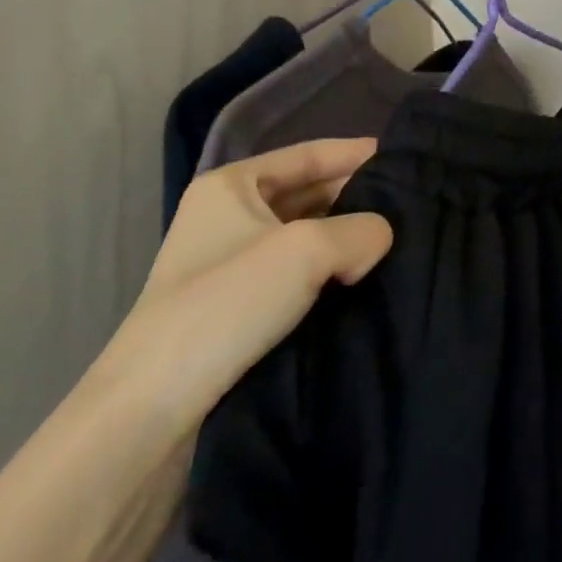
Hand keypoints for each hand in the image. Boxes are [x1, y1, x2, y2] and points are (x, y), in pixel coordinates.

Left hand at [108, 137, 393, 427]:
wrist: (152, 409)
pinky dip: (329, 271)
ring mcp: (229, 264)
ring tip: (395, 241)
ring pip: (304, 235)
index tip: (403, 157)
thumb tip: (378, 240)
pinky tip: (363, 280)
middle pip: (307, 192)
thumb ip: (360, 231)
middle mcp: (227, 216)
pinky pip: (296, 273)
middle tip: (409, 204)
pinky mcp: (235, 307)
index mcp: (231, 185)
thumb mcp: (307, 250)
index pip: (307, 154)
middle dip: (355, 196)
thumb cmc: (226, 305)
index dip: (355, 152)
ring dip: (344, 237)